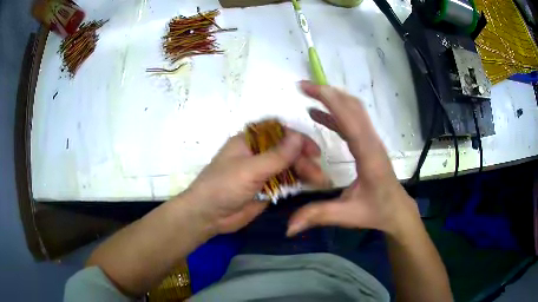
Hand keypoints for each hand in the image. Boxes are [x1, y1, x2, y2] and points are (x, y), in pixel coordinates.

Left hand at [184, 128, 330, 234]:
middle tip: (318, 174)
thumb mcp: (250, 170)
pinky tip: (309, 186)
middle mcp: (256, 153)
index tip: (313, 150)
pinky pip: (284, 182)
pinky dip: (296, 183)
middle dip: (303, 160)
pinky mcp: (264, 188)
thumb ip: (276, 156)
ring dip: (303, 172)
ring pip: (287, 167)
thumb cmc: (223, 187)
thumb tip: (298, 137)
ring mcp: (261, 172)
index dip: (297, 138)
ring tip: (320, 181)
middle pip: (285, 151)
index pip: (278, 132)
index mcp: (249, 141)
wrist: (208, 216)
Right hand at [287, 81, 418, 236]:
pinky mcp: (368, 144)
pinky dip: (335, 114)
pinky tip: (318, 115)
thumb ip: (317, 217)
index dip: (330, 101)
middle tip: (303, 86)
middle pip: (353, 107)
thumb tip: (287, 228)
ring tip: (308, 93)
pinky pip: (351, 122)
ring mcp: (371, 141)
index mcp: (368, 156)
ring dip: (333, 99)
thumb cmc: (376, 211)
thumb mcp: (347, 215)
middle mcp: (372, 142)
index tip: (308, 88)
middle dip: (328, 92)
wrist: (397, 210)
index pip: (350, 120)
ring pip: (354, 110)